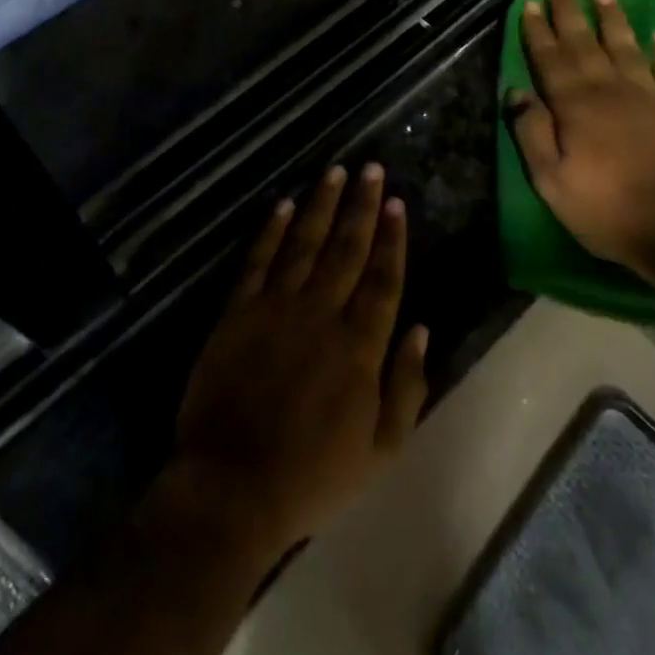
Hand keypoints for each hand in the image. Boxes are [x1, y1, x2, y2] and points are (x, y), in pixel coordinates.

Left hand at [166, 163, 428, 567]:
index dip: (392, 238)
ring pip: (305, 243)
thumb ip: (406, 387)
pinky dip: (272, 230)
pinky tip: (284, 204)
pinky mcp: (238, 311)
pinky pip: (258, 260)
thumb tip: (422, 328)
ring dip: (321, 204)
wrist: (232, 487)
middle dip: (362, 206)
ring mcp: (276, 307)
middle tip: (372, 168)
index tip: (398, 202)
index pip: (382, 278)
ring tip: (335, 171)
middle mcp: (321, 313)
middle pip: (347, 248)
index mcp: (359, 345)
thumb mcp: (380, 450)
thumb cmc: (312, 476)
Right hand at [510, 0, 654, 271]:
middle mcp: (609, 90)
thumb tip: (516, 93)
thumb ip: (531, 133)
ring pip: (626, 48)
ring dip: (613, 20)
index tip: (532, 3)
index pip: (551, 59)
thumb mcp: (551, 181)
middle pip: (585, 44)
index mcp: (575, 106)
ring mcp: (646, 98)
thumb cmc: (604, 207)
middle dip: (571, 13)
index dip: (539, 31)